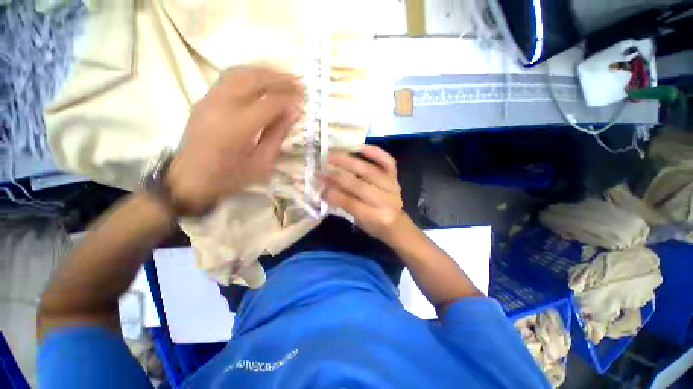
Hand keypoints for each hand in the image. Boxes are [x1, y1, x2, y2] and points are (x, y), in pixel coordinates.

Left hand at [166, 66, 302, 215]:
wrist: (191, 178)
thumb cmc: (230, 177)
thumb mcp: (261, 164)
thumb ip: (276, 136)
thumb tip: (290, 113)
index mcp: (238, 128)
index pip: (269, 103)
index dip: (288, 99)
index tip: (302, 100)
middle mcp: (222, 107)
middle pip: (254, 80)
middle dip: (280, 79)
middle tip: (298, 83)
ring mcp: (210, 99)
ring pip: (240, 72)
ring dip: (264, 71)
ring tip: (283, 76)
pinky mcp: (205, 99)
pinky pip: (229, 77)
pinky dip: (249, 72)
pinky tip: (261, 77)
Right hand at [322, 146, 405, 240]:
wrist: (396, 223)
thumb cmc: (374, 224)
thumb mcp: (357, 220)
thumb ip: (343, 203)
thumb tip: (325, 187)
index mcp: (376, 217)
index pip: (351, 203)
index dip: (333, 194)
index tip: (318, 184)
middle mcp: (386, 201)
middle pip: (360, 186)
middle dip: (337, 176)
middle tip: (321, 167)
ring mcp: (393, 186)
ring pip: (370, 171)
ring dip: (349, 161)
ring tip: (333, 154)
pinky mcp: (395, 176)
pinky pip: (387, 161)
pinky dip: (374, 152)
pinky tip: (359, 147)